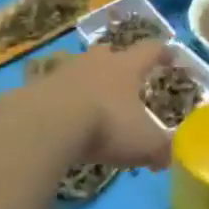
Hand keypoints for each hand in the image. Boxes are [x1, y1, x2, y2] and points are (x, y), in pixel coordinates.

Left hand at [36, 40, 172, 171]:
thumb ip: (160, 149)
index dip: (162, 53)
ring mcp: (65, 70)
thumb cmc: (105, 125)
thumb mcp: (143, 143)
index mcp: (127, 67)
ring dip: (87, 79)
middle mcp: (97, 61)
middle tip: (124, 78)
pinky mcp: (38, 86)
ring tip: (91, 99)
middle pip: (110, 52)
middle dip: (118, 62)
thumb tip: (168, 157)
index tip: (170, 57)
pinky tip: (61, 116)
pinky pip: (54, 87)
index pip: (150, 51)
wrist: (47, 124)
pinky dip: (61, 98)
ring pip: (81, 67)